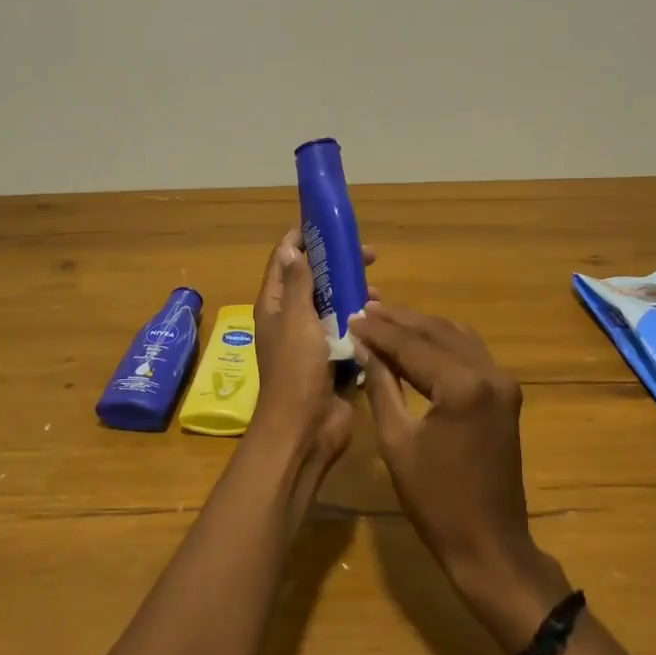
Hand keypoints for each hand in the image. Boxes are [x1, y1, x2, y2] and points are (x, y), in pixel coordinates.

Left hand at [249, 231, 375, 504]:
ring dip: (353, 294)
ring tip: (376, 292)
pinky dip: (361, 323)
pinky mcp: (332, 361)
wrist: (305, 428)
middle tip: (368, 256)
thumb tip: (292, 248)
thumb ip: (298, 283)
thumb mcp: (296, 319)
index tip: (329, 226)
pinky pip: (348, 333)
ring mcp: (312, 342)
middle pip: (314, 281)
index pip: (284, 261)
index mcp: (275, 306)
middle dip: (338, 266)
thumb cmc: (296, 369)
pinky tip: (380, 319)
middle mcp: (291, 319)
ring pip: (334, 306)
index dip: (303, 240)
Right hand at [350, 305, 571, 651]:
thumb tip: (363, 348)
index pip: (412, 345)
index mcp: (462, 386)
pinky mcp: (506, 393)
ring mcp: (503, 382)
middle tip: (364, 309)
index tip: (350, 315)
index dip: (378, 330)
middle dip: (399, 320)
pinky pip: (470, 353)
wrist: (489, 543)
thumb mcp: (397, 442)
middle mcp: (489, 373)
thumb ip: (381, 386)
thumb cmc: (435, 500)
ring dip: (421, 327)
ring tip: (384, 320)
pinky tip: (418, 342)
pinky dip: (442, 342)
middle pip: (437, 332)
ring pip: (456, 336)